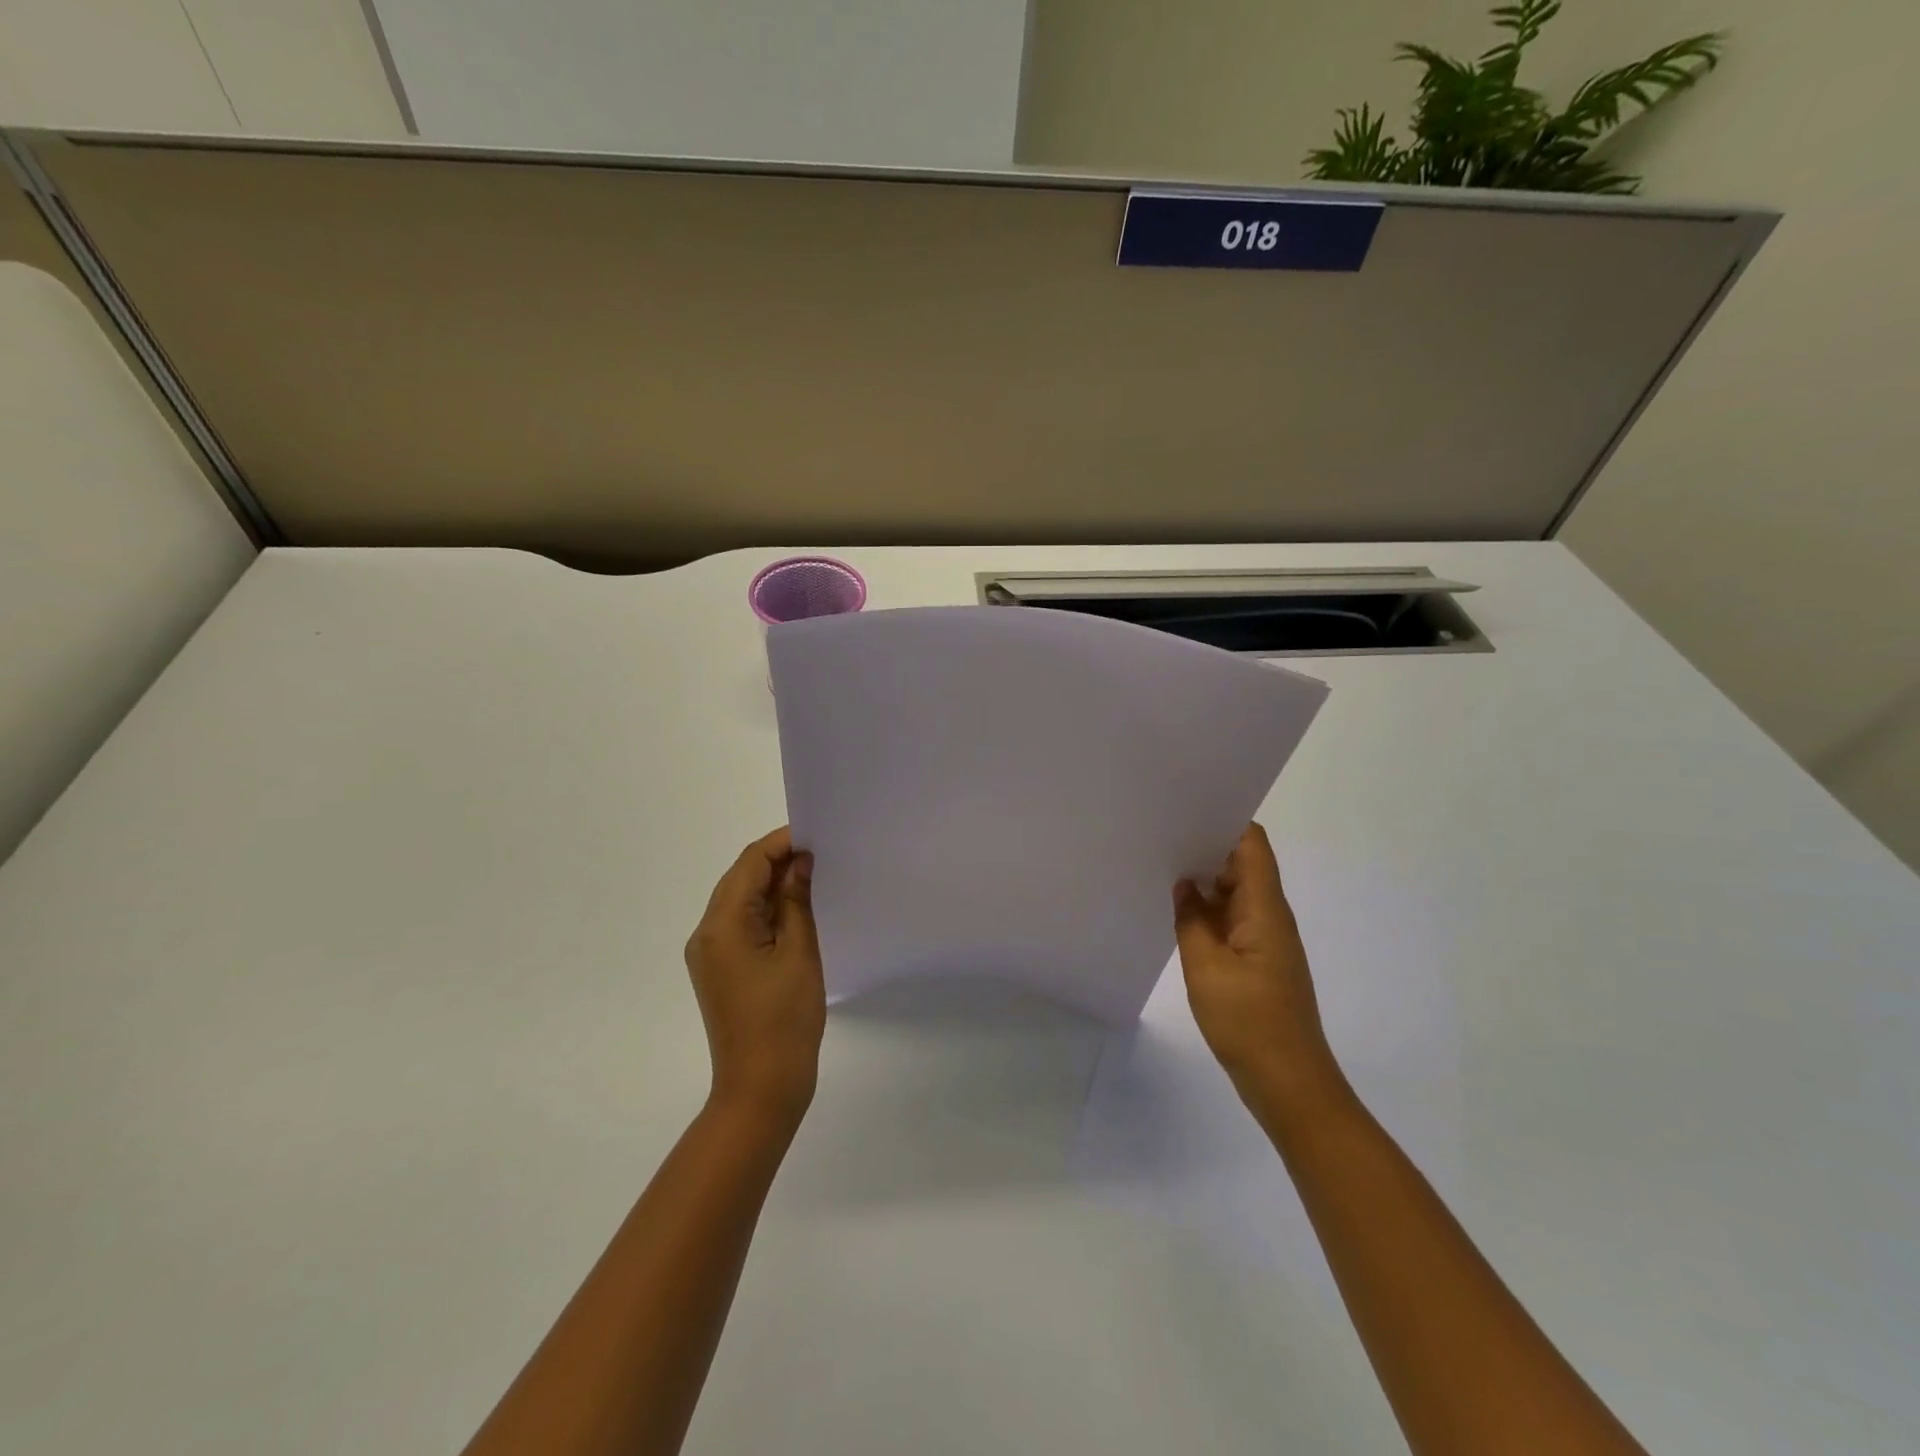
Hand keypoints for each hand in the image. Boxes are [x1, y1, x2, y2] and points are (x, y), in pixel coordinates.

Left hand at [684, 827, 825, 1130]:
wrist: (760, 1088)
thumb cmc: (785, 1019)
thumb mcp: (799, 953)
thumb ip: (797, 901)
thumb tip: (799, 863)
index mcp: (722, 925)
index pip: (750, 863)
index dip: (782, 842)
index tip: (817, 834)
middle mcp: (705, 933)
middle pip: (740, 878)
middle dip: (777, 860)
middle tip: (820, 854)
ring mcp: (708, 953)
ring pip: (739, 900)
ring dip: (772, 885)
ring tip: (813, 877)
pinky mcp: (718, 970)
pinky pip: (740, 924)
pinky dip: (765, 910)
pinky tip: (794, 910)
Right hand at [1174, 823, 1343, 1108]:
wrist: (1288, 1083)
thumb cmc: (1249, 1021)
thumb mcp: (1206, 967)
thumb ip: (1191, 919)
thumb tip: (1183, 885)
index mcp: (1264, 908)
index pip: (1251, 844)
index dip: (1224, 820)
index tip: (1186, 809)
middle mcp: (1270, 916)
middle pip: (1242, 864)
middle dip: (1205, 846)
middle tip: (1160, 835)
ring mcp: (1265, 940)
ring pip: (1235, 893)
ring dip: (1204, 881)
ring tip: (1161, 865)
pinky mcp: (1258, 961)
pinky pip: (1232, 920)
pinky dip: (1207, 911)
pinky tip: (1178, 911)